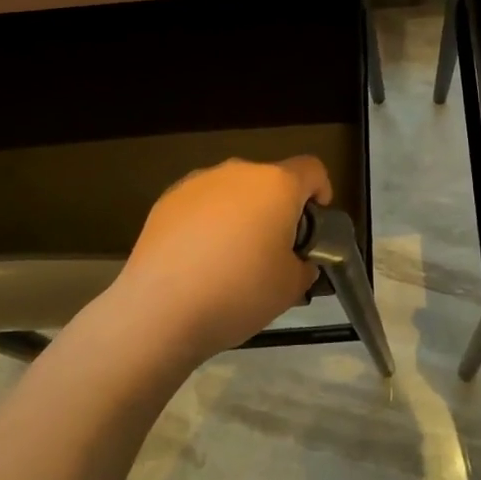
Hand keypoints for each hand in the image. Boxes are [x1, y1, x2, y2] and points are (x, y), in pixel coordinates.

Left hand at [114, 157, 329, 366]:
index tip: (314, 224)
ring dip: (241, 213)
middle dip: (277, 208)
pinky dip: (207, 221)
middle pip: (270, 180)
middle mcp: (240, 171)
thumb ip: (304, 265)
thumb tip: (298, 260)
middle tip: (272, 251)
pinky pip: (202, 203)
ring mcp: (200, 181)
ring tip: (230, 259)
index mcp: (277, 184)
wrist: (159, 310)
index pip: (312, 170)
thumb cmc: (238, 293)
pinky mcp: (168, 198)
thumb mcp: (290, 288)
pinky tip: (197, 259)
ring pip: (234, 190)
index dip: (320, 192)